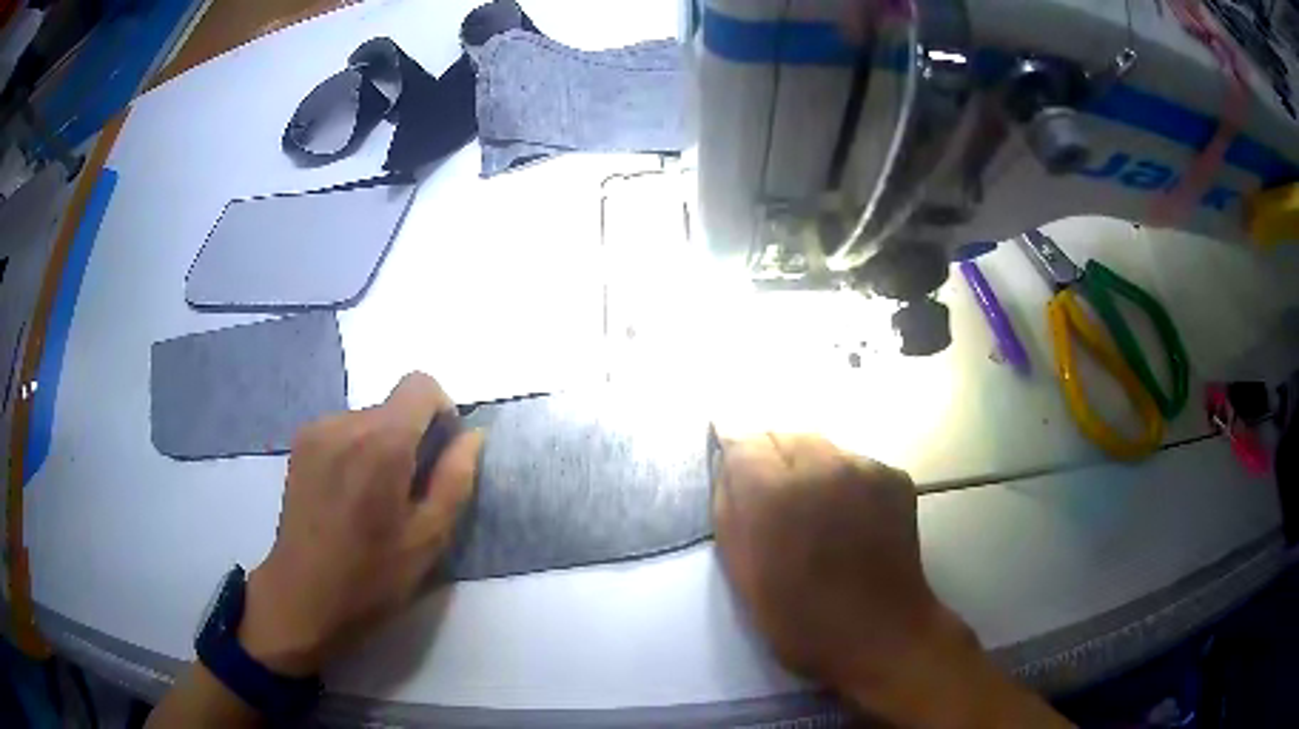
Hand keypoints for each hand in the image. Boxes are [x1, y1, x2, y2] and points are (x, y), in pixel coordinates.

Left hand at [238, 373, 483, 675]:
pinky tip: (348, 497)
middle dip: (411, 438)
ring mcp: (316, 431)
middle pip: (394, 405)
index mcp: (381, 443)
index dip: (441, 411)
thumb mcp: (428, 538)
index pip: (421, 385)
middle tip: (408, 495)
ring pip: (368, 420)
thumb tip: (471, 436)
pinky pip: (343, 431)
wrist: (302, 597)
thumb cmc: (371, 577)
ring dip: (382, 447)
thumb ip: (455, 479)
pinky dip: (357, 452)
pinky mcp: (300, 445)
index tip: (441, 454)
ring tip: (373, 501)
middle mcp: (345, 423)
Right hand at [712, 434, 954, 687]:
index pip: (742, 440)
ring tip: (817, 511)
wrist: (879, 633)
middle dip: (772, 457)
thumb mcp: (741, 571)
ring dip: (810, 467)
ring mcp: (864, 467)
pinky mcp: (894, 476)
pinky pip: (855, 463)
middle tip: (775, 500)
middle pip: (783, 433)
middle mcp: (821, 465)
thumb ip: (729, 507)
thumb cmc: (799, 618)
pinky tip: (851, 519)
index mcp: (773, 494)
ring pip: (822, 446)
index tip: (734, 471)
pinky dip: (844, 481)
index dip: (735, 454)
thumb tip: (727, 465)